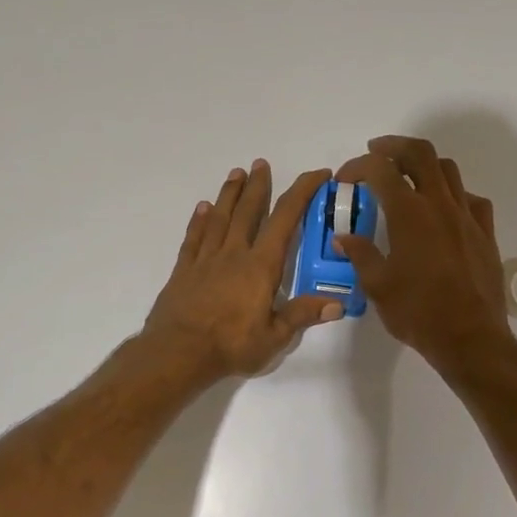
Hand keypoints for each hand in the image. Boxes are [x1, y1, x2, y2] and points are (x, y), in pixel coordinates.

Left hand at [142, 160, 344, 382]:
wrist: (178, 353)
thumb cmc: (231, 346)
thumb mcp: (274, 337)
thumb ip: (303, 315)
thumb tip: (338, 303)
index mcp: (260, 266)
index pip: (285, 219)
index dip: (303, 192)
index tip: (318, 175)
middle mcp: (233, 254)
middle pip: (248, 211)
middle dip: (258, 185)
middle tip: (261, 163)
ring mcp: (205, 260)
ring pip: (219, 218)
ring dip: (229, 194)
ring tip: (236, 173)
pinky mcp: (184, 270)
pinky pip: (193, 238)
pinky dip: (199, 221)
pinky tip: (202, 208)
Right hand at [332, 136, 512, 375]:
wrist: (470, 338)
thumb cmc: (417, 312)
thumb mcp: (377, 286)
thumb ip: (360, 255)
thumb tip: (343, 238)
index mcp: (409, 214)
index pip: (380, 170)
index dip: (357, 167)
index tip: (344, 180)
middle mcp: (440, 205)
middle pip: (420, 153)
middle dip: (394, 146)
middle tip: (376, 153)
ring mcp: (467, 217)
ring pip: (448, 170)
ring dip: (424, 165)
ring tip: (408, 177)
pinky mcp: (485, 233)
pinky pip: (471, 199)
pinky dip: (452, 194)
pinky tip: (443, 210)